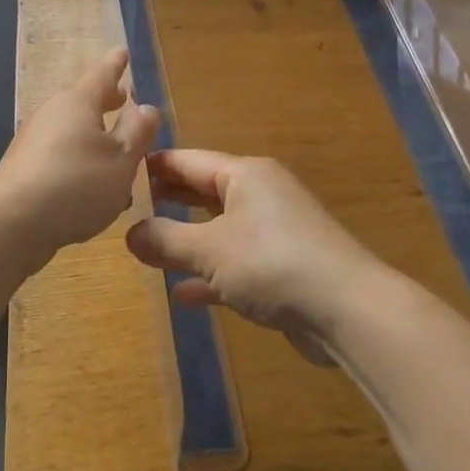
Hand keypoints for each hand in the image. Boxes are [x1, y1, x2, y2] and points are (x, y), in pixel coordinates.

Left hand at [0, 48, 160, 270]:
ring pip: (75, 133)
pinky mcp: (26, 171)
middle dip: (107, 101)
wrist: (11, 224)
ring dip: (97, 140)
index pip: (102, 73)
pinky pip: (63, 159)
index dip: (116, 64)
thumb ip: (138, 131)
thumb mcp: (122, 159)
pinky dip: (83, 165)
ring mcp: (35, 143)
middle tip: (124, 97)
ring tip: (120, 153)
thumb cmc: (76, 184)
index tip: (122, 52)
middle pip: (84, 101)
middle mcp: (54, 114)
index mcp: (78, 102)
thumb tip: (145, 107)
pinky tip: (98, 191)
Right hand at [125, 151, 383, 365]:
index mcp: (245, 175)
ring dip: (187, 240)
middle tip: (128, 207)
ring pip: (219, 230)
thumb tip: (129, 234)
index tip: (121, 171)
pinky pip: (236, 264)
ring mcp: (275, 233)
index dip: (155, 166)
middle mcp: (261, 195)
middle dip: (170, 200)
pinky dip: (211, 275)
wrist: (348, 310)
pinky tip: (183, 294)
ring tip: (148, 248)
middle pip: (204, 192)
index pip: (189, 160)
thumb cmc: (272, 263)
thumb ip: (165, 240)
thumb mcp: (209, 250)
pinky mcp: (283, 269)